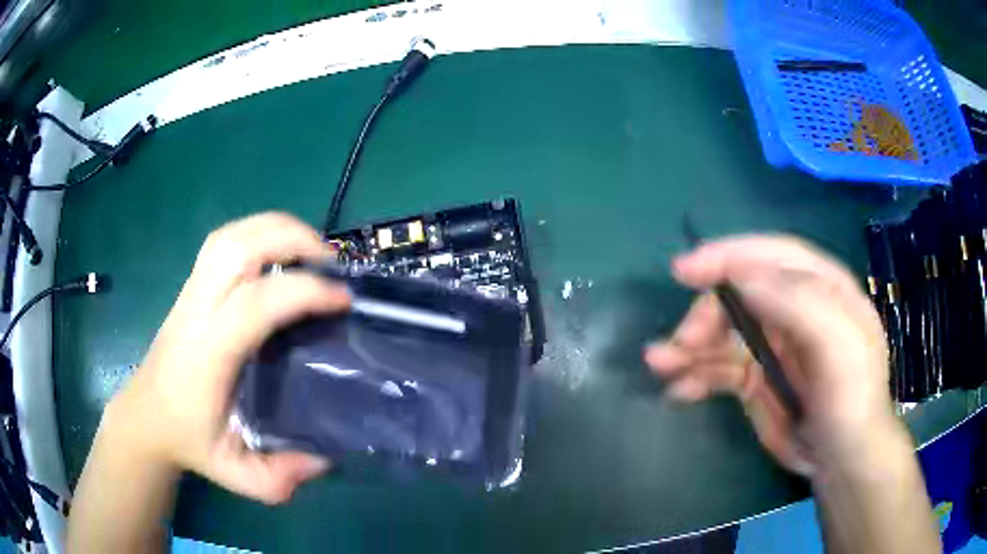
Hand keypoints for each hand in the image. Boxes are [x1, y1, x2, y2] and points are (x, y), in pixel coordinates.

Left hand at [112, 213, 349, 503]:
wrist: (146, 416)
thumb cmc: (190, 442)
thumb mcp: (238, 475)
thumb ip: (280, 476)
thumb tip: (326, 456)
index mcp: (208, 354)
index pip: (254, 303)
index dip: (303, 291)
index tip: (343, 299)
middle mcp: (197, 311)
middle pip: (238, 246)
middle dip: (291, 238)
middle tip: (331, 260)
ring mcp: (191, 293)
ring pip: (230, 236)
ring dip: (275, 229)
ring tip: (310, 249)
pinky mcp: (192, 287)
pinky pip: (224, 242)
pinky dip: (258, 233)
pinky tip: (278, 254)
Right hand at [644, 235, 898, 474]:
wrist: (841, 460)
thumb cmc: (852, 398)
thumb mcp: (839, 346)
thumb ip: (800, 306)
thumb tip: (746, 282)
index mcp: (820, 289)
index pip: (771, 257)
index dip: (729, 256)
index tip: (686, 269)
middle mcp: (792, 311)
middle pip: (740, 296)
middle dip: (707, 314)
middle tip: (681, 342)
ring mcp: (772, 346)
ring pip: (723, 334)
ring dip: (689, 346)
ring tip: (662, 365)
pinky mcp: (755, 380)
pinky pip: (718, 370)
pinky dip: (695, 376)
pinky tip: (679, 389)